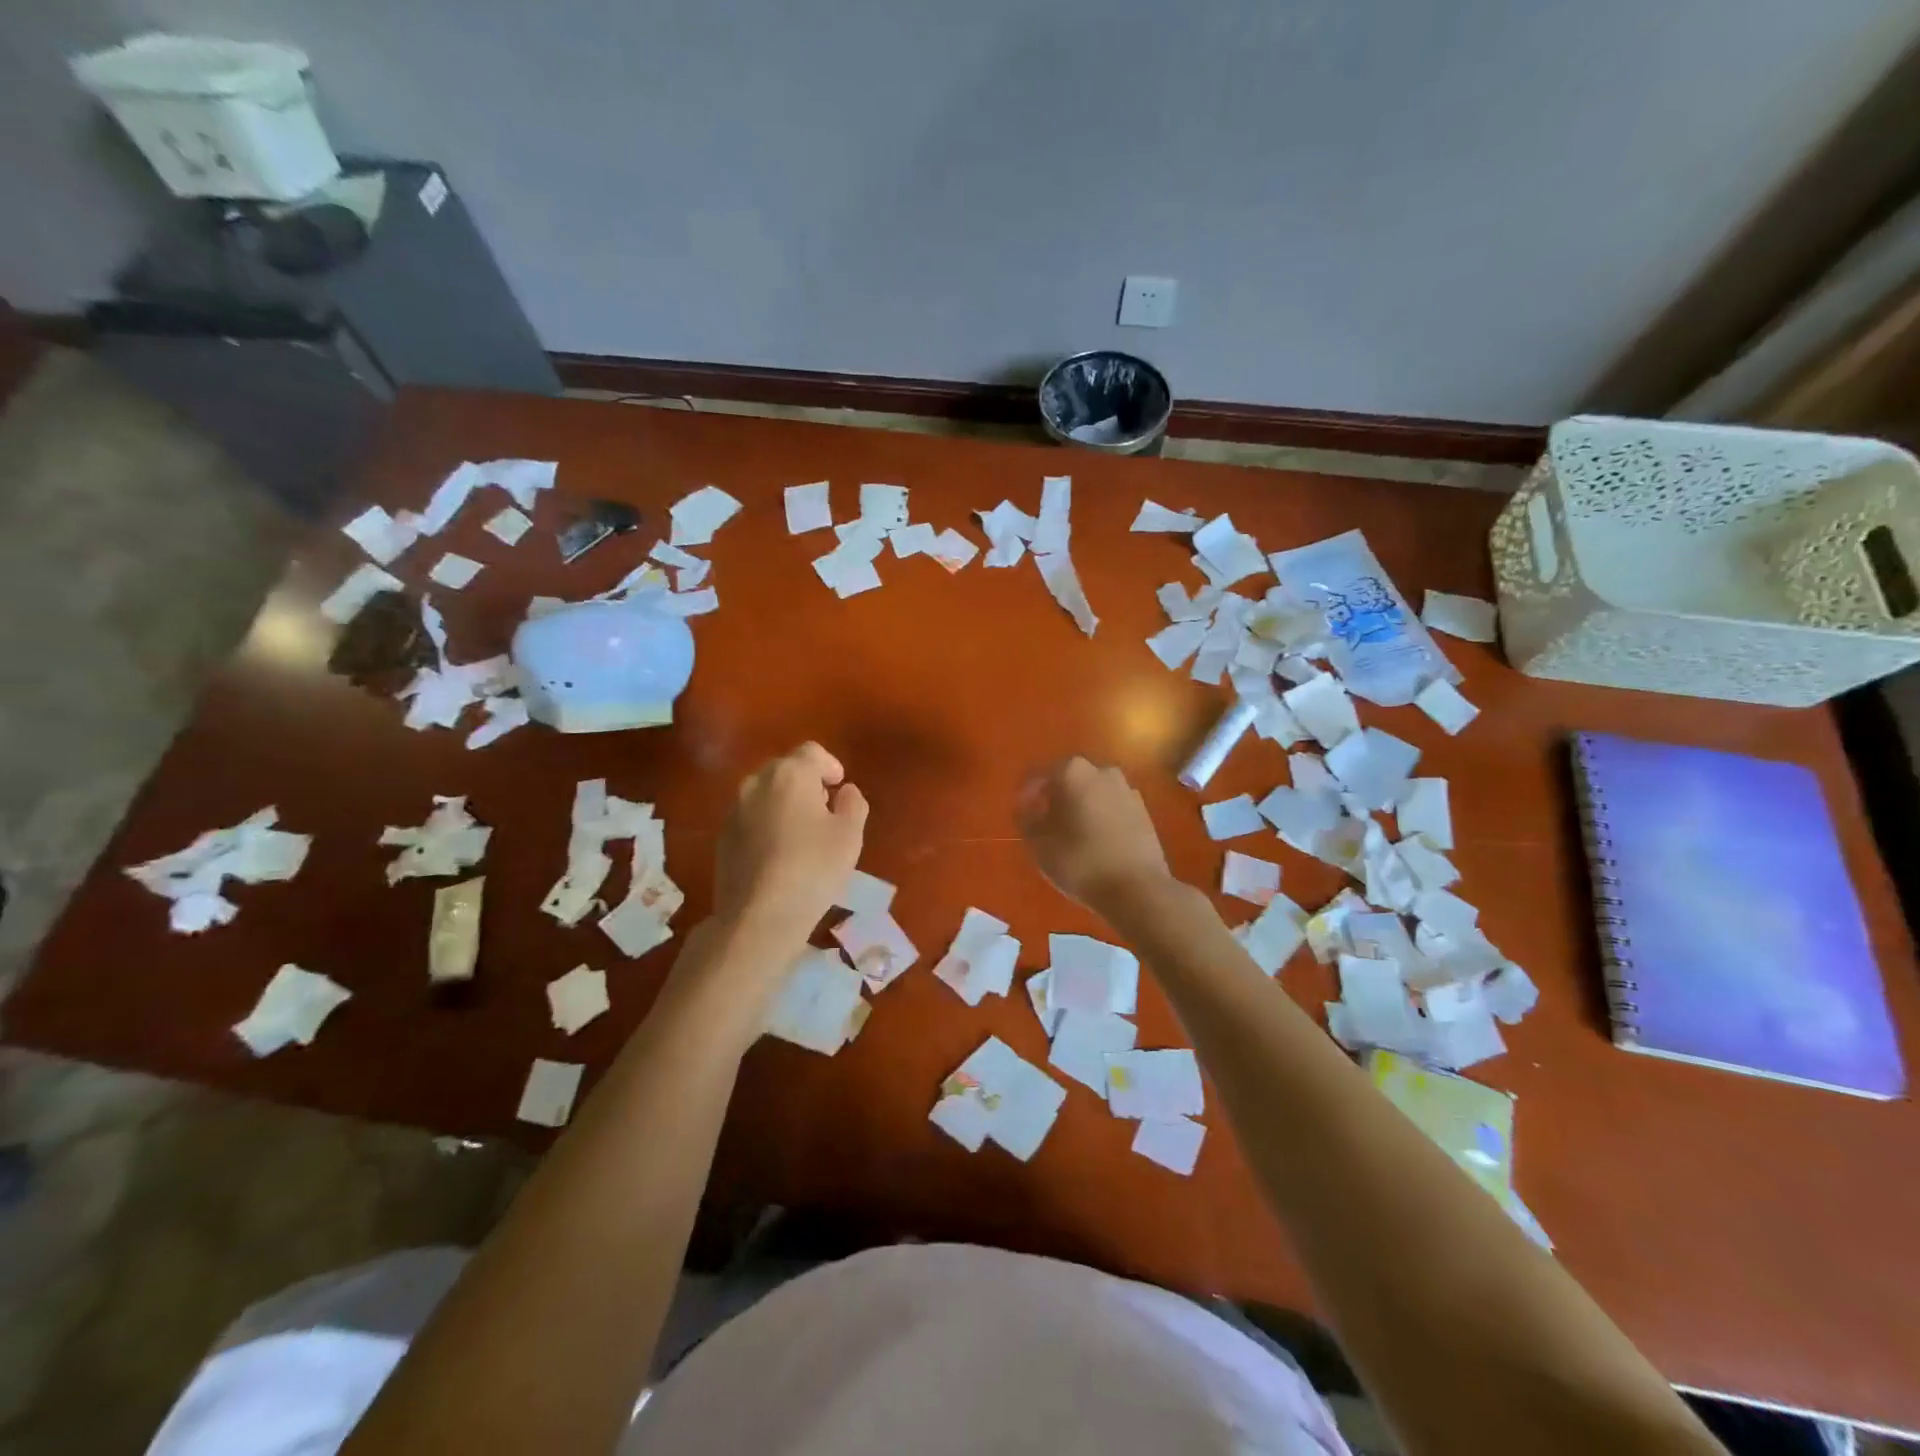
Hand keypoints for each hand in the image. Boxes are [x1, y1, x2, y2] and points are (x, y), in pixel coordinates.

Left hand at [714, 742, 867, 941]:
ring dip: (784, 802)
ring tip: (801, 832)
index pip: (812, 752)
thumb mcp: (850, 835)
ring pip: (765, 793)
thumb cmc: (813, 869)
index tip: (840, 787)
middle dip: (806, 782)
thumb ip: (853, 803)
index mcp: (791, 774)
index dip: (830, 765)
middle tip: (824, 809)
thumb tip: (845, 792)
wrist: (758, 916)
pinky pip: (750, 816)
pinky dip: (765, 823)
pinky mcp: (722, 836)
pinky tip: (778, 852)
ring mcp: (734, 809)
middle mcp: (757, 783)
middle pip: (785, 768)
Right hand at [1017, 757, 1172, 914]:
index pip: (1037, 775)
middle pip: (1068, 779)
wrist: (1137, 888)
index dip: (1025, 793)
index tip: (1020, 812)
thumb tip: (1025, 807)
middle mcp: (1101, 772)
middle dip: (1055, 797)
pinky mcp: (1143, 811)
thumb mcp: (1038, 843)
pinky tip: (1095, 842)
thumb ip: (1026, 819)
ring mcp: (1126, 790)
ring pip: (1092, 793)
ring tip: (1070, 835)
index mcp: (1072, 772)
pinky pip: (1111, 808)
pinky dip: (1100, 818)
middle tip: (1043, 823)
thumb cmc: (1079, 861)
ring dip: (1079, 807)